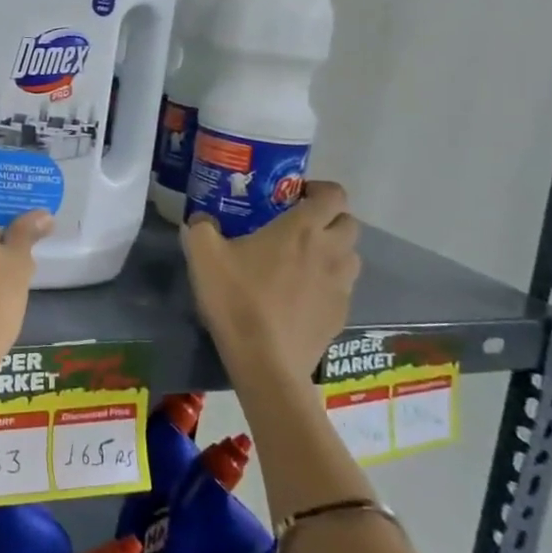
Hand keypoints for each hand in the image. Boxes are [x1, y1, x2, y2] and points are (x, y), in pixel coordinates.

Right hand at [182, 181, 361, 381]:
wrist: (265, 362)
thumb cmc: (237, 299)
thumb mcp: (202, 255)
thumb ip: (201, 227)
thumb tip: (201, 218)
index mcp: (302, 229)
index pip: (333, 194)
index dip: (319, 190)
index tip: (295, 197)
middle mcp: (330, 251)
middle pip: (349, 224)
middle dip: (329, 220)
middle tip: (298, 228)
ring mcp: (341, 286)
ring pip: (350, 256)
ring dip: (333, 252)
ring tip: (302, 262)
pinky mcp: (341, 315)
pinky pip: (342, 288)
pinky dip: (327, 284)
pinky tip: (299, 296)